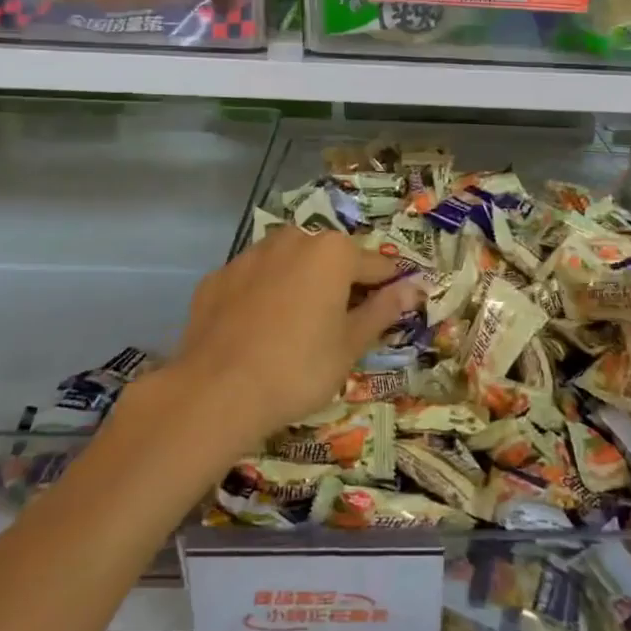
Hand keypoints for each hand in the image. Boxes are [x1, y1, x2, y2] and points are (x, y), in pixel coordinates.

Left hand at [168, 225, 423, 448]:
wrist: (215, 392)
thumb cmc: (298, 369)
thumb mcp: (350, 345)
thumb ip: (384, 309)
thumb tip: (415, 287)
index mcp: (333, 251)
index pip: (377, 265)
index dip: (389, 288)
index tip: (394, 310)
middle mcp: (294, 239)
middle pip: (331, 258)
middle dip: (342, 284)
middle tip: (342, 326)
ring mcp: (251, 254)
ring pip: (290, 264)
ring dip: (301, 284)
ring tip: (299, 328)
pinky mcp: (218, 276)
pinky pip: (254, 280)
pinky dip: (264, 296)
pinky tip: (259, 330)